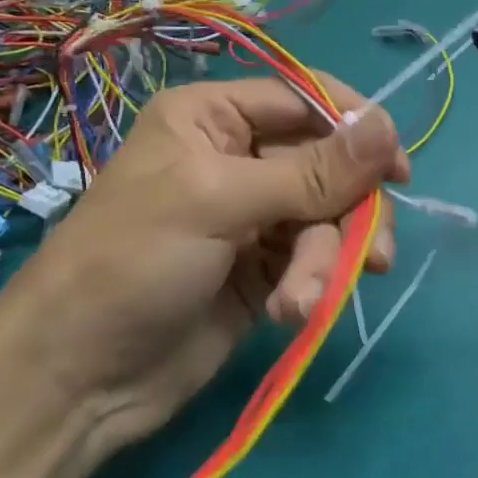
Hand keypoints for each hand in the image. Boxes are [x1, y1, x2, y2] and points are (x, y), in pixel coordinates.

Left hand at [2, 76, 408, 453]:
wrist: (80, 377)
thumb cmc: (133, 262)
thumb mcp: (218, 202)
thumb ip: (310, 170)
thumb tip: (389, 126)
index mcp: (213, 118)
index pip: (304, 100)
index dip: (355, 128)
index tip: (397, 170)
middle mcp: (236, 160)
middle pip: (327, 166)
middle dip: (346, 212)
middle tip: (371, 253)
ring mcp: (252, 219)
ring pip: (327, 220)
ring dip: (325, 261)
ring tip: (301, 300)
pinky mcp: (263, 272)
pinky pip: (313, 262)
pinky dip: (312, 286)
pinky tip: (293, 313)